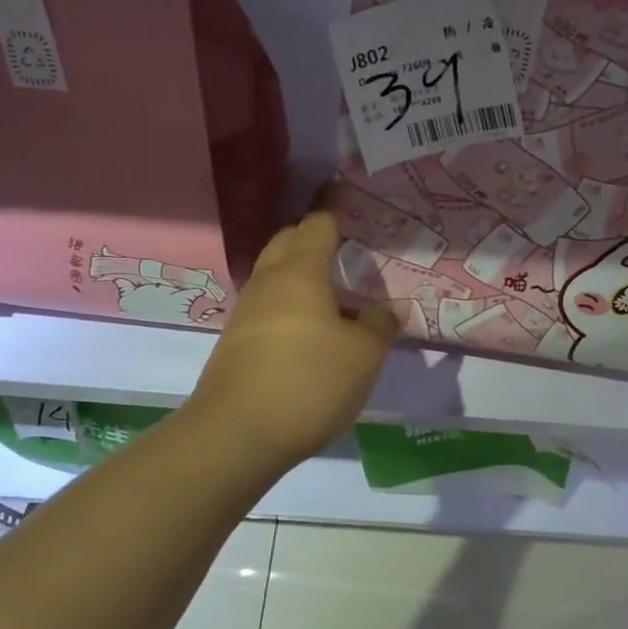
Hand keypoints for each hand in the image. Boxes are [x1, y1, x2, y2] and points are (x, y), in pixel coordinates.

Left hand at [187, 207, 399, 470]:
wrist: (236, 435)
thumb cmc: (308, 381)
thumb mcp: (363, 355)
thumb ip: (380, 325)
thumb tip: (391, 308)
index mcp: (299, 271)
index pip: (317, 224)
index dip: (334, 208)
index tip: (346, 193)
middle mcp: (268, 282)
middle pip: (287, 242)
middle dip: (312, 236)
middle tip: (344, 244)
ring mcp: (246, 312)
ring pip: (275, 276)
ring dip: (300, 273)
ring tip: (334, 289)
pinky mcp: (236, 343)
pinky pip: (269, 306)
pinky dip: (290, 303)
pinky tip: (311, 329)